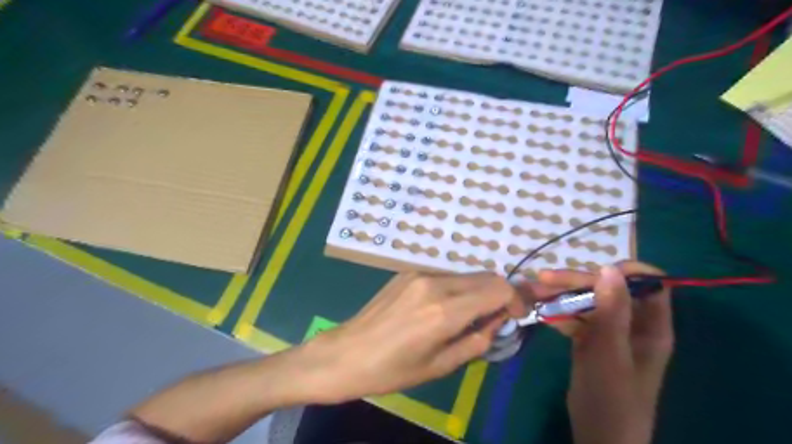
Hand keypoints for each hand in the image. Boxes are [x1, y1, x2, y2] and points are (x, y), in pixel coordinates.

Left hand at [302, 273, 523, 403]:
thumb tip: (497, 321)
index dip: (515, 300)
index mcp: (444, 310)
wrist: (346, 354)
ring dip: (475, 292)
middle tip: (492, 319)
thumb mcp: (441, 366)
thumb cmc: (392, 370)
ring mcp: (419, 274)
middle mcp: (435, 283)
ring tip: (464, 318)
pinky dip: (455, 289)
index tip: (514, 316)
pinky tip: (440, 309)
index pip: (498, 288)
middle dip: (498, 295)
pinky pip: (444, 276)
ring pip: (465, 275)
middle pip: (485, 276)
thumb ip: (477, 340)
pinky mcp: (407, 272)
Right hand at [532, 260, 673, 443]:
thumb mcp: (611, 354)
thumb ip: (611, 312)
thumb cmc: (612, 399)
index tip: (593, 270)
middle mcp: (631, 323)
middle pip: (607, 288)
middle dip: (575, 281)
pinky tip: (538, 311)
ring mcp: (609, 331)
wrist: (598, 437)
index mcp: (650, 325)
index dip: (625, 271)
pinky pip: (575, 317)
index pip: (648, 284)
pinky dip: (557, 312)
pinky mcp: (590, 340)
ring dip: (560, 294)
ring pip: (586, 301)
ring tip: (531, 291)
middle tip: (542, 279)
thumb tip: (610, 268)